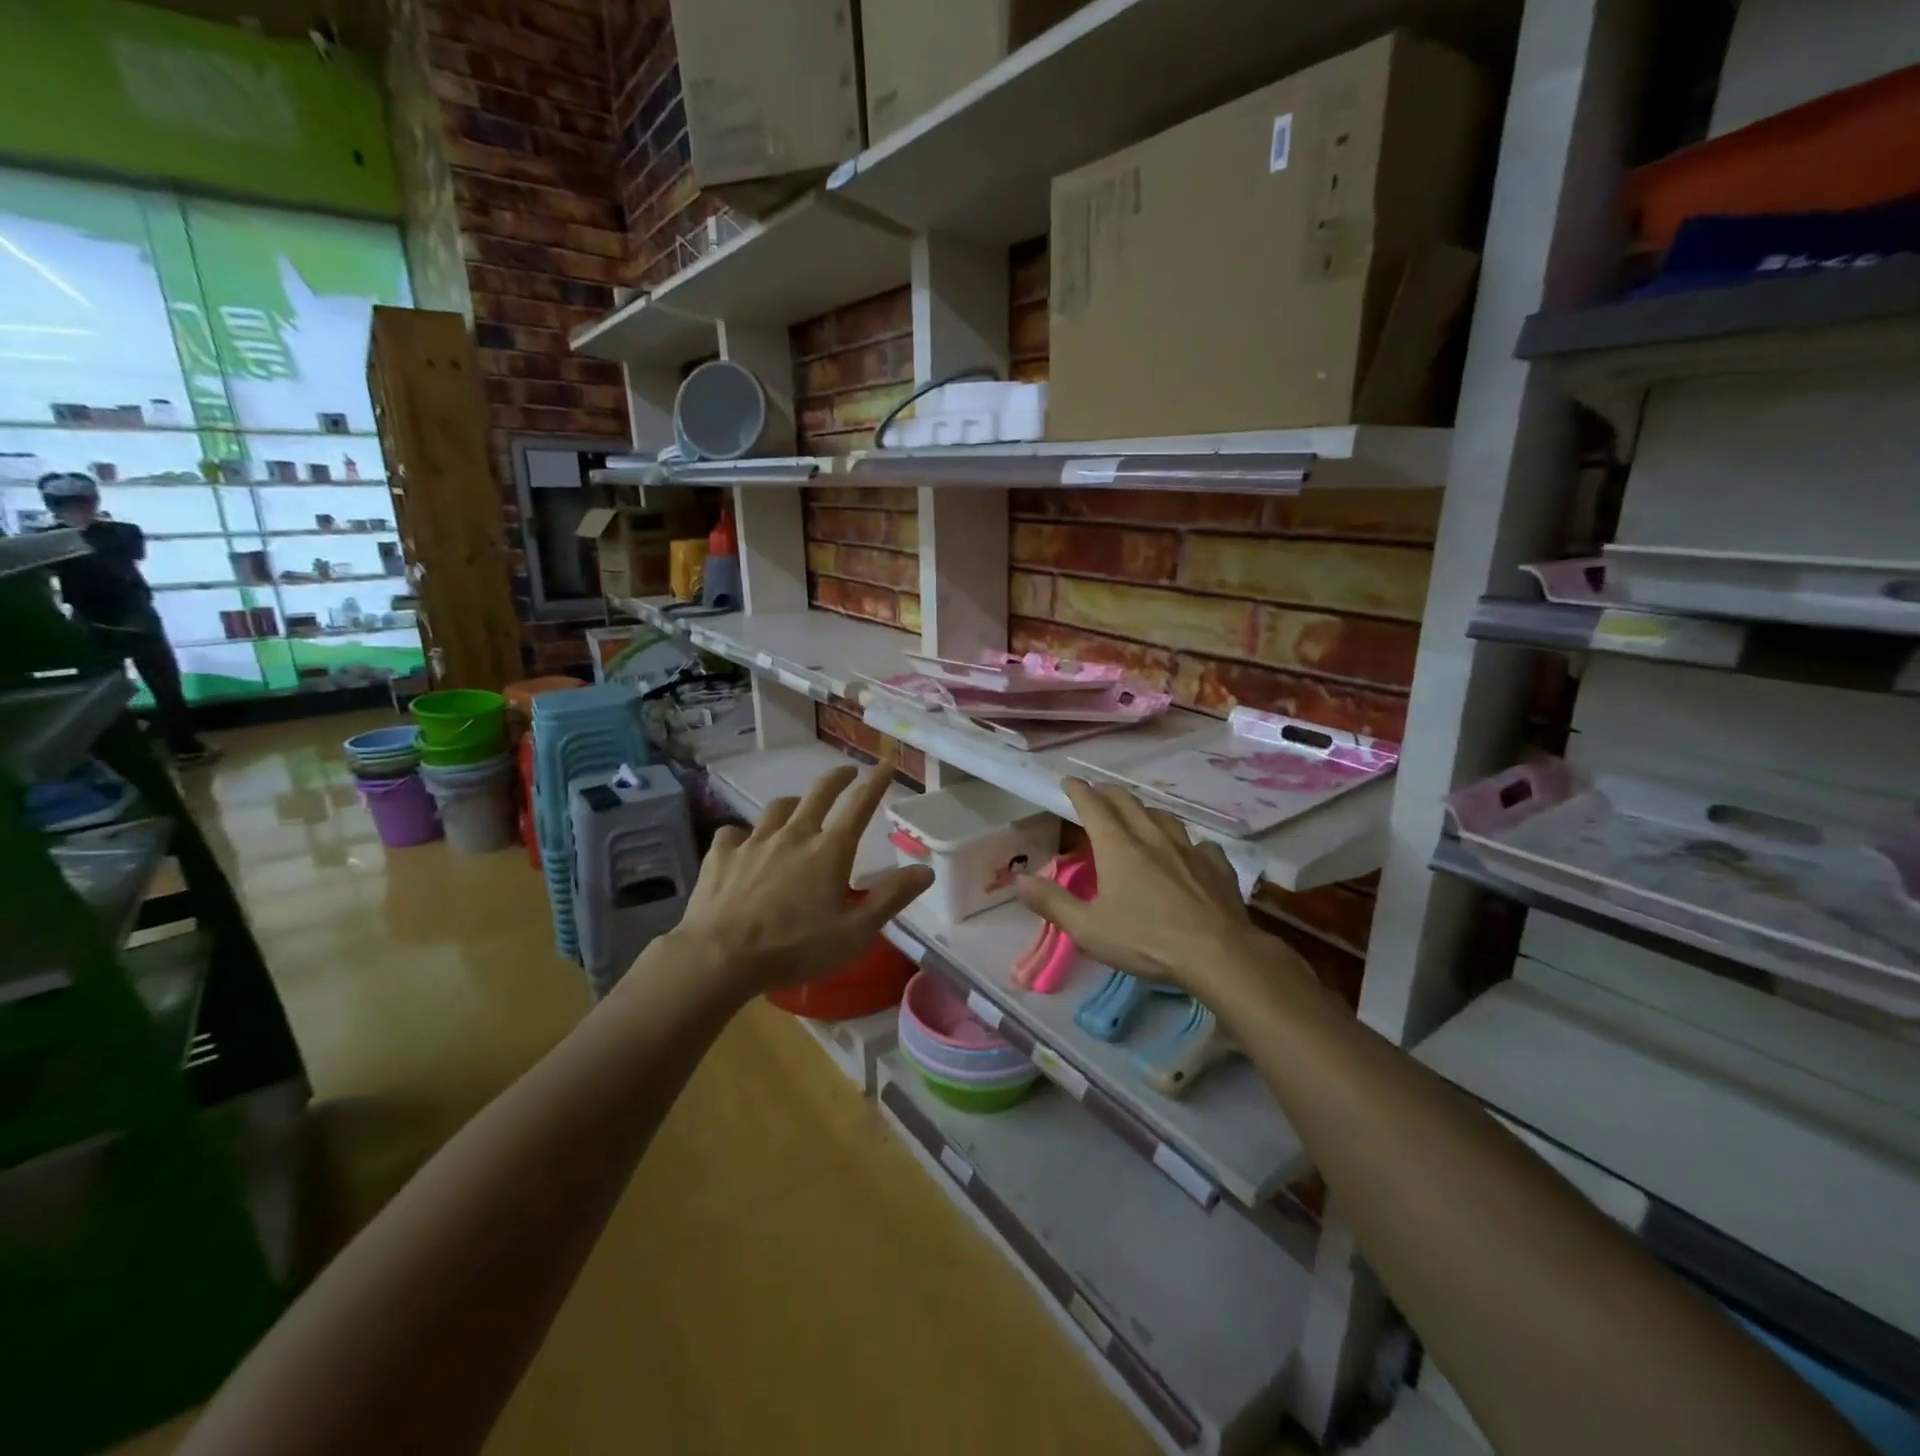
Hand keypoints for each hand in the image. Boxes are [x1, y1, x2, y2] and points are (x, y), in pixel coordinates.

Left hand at [666, 763, 932, 995]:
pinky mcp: (721, 855)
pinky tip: (743, 844)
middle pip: (818, 793)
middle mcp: (793, 835)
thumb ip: (891, 898)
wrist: (720, 956)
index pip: (860, 805)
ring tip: (798, 808)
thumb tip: (926, 870)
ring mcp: (754, 841)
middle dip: (837, 777)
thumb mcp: (855, 932)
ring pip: (777, 808)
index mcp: (829, 851)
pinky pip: (734, 833)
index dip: (876, 782)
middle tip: (847, 771)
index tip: (886, 764)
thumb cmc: (795, 947)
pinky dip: (744, 835)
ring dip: (793, 803)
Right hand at [1015, 779, 1300, 1007]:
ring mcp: (1188, 849)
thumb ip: (1052, 902)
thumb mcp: (1088, 928)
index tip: (1069, 781)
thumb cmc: (1146, 940)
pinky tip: (1189, 852)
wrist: (1218, 953)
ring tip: (1139, 816)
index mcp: (1118, 847)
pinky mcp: (1216, 866)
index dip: (1079, 791)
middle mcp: (1152, 837)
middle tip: (1098, 793)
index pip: (1093, 806)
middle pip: (1127, 803)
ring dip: (1145, 811)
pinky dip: (1186, 843)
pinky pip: (1199, 844)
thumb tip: (1019, 880)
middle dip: (1108, 793)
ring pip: (1163, 817)